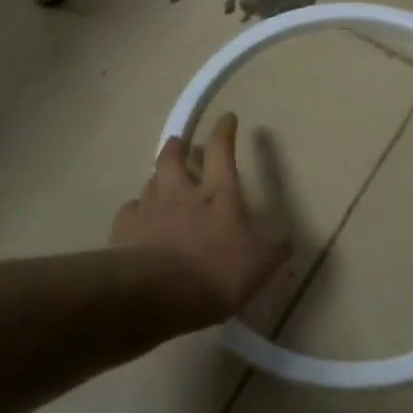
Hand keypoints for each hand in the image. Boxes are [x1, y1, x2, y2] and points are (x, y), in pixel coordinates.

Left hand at [112, 113, 290, 319]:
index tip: (227, 117)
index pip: (221, 150)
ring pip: (150, 181)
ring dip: (157, 178)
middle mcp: (181, 191)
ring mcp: (150, 208)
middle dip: (177, 146)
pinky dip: (136, 211)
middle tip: (179, 143)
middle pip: (174, 157)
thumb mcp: (259, 264)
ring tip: (159, 182)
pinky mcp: (125, 229)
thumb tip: (287, 240)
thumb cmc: (216, 272)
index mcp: (218, 193)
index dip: (224, 131)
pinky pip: (130, 211)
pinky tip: (138, 219)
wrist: (157, 294)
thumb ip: (273, 250)